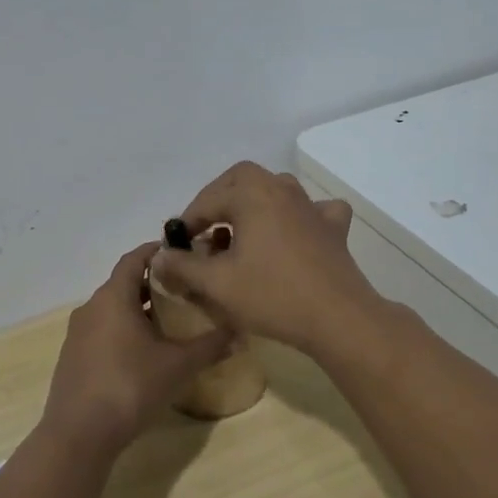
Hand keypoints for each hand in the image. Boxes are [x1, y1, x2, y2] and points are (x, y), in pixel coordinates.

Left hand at [39, 242, 231, 456]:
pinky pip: (102, 331)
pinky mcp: (72, 358)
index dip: (157, 252)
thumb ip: (209, 346)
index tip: (182, 254)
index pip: (134, 259)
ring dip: (138, 309)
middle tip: (184, 290)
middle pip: (124, 283)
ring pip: (112, 309)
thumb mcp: (178, 366)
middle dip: (153, 283)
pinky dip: (123, 331)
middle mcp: (91, 307)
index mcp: (113, 297)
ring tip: (169, 321)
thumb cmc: (130, 387)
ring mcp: (78, 334)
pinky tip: (143, 353)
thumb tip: (239, 332)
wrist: (79, 435)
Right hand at [149, 163, 383, 356]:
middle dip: (219, 199)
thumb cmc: (272, 295)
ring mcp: (311, 206)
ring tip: (241, 234)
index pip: (208, 200)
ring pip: (275, 190)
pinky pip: (312, 210)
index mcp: (252, 194)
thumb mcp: (217, 284)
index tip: (177, 246)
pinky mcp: (332, 228)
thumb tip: (159, 257)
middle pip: (242, 179)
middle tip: (206, 229)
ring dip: (253, 205)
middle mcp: (282, 189)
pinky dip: (298, 216)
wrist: (338, 318)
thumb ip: (183, 267)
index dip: (188, 222)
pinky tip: (294, 232)